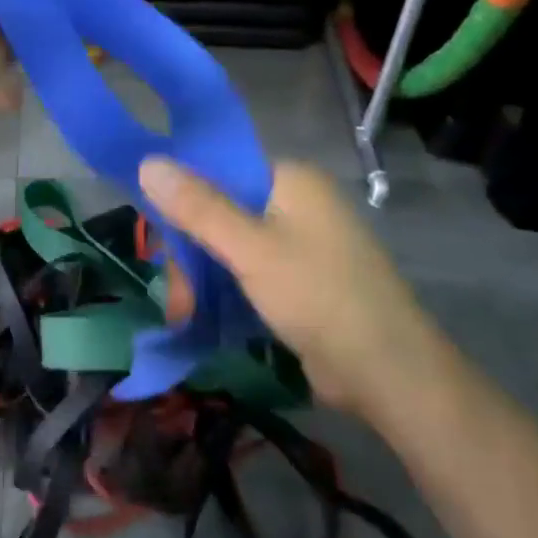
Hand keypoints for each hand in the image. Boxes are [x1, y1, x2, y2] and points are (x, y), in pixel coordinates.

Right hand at [139, 157, 429, 413]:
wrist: (390, 374)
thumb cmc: (319, 296)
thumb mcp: (251, 250)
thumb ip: (198, 207)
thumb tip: (147, 162)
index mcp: (291, 180)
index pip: (220, 170)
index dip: (182, 198)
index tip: (160, 239)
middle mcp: (296, 204)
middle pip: (221, 212)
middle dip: (192, 255)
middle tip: (179, 299)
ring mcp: (301, 244)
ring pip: (230, 246)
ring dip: (203, 279)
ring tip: (186, 316)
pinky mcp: (301, 281)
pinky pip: (249, 272)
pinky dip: (226, 291)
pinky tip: (205, 317)